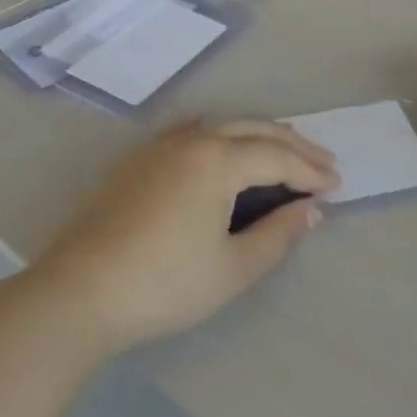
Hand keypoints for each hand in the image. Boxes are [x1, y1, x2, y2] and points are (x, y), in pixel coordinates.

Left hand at [38, 119, 340, 354]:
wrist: (79, 292)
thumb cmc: (164, 284)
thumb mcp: (232, 269)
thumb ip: (278, 235)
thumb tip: (311, 210)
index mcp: (219, 159)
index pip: (278, 157)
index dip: (310, 171)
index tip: (336, 186)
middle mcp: (194, 139)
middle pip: (255, 130)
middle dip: (294, 144)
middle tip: (323, 162)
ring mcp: (163, 145)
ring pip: (224, 125)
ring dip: (260, 135)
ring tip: (285, 150)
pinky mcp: (141, 158)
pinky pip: (193, 129)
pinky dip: (221, 132)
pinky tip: (223, 140)